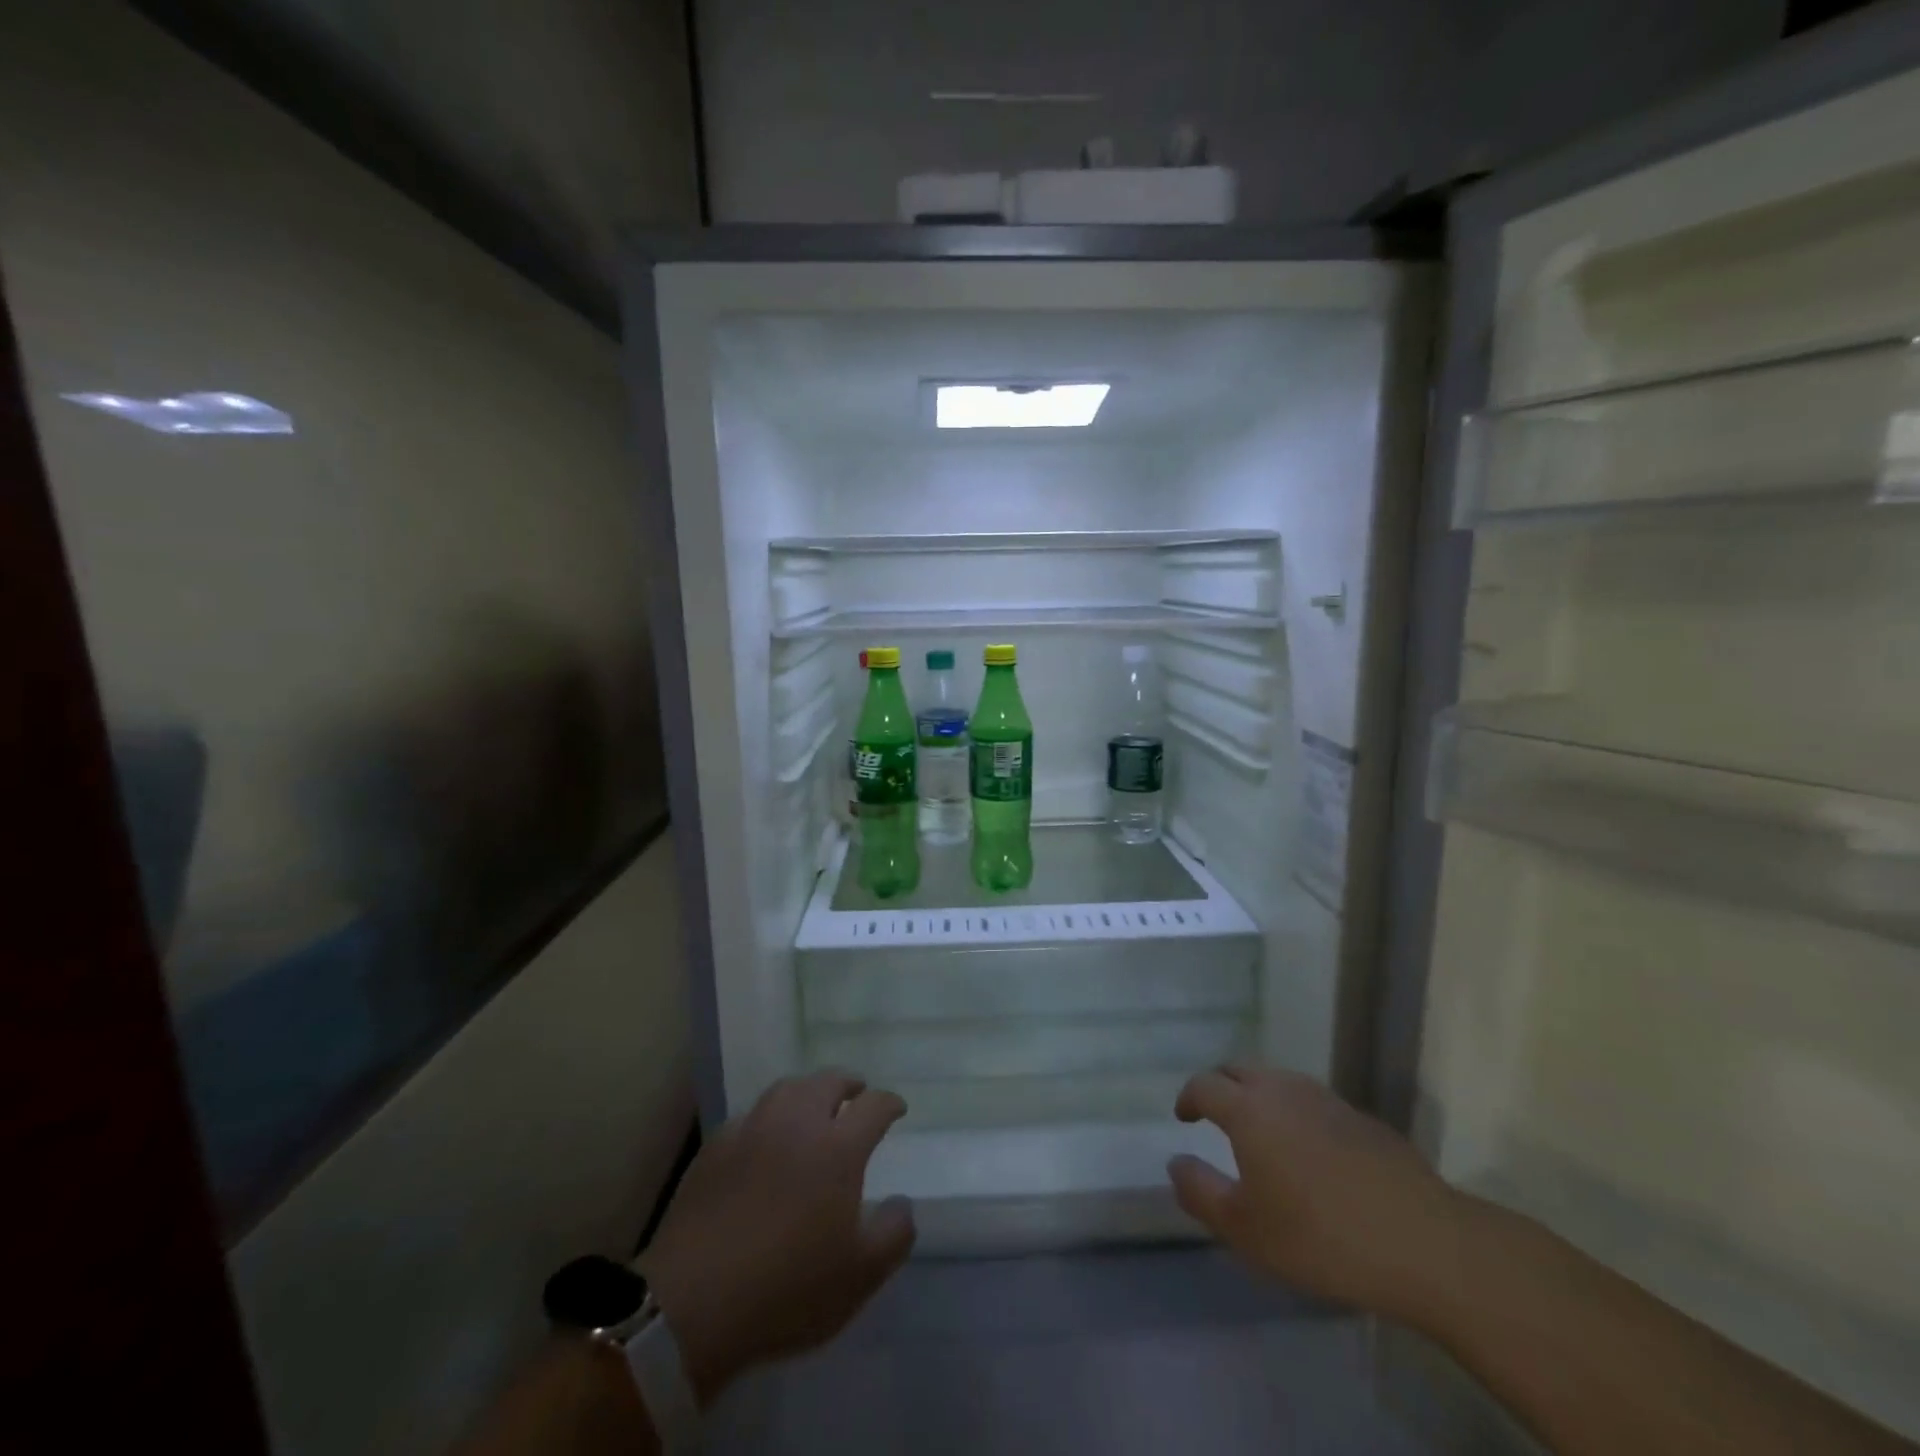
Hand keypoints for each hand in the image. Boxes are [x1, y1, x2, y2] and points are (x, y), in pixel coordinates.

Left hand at [635, 1072, 914, 1405]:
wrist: (693, 1303)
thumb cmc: (787, 1289)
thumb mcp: (860, 1276)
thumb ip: (894, 1233)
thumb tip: (902, 1203)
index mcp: (837, 1148)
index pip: (873, 1106)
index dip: (889, 1103)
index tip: (897, 1108)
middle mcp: (797, 1124)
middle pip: (827, 1082)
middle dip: (848, 1084)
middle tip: (856, 1094)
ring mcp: (752, 1130)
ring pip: (786, 1089)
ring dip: (807, 1091)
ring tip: (813, 1106)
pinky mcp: (715, 1147)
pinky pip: (750, 1116)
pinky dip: (768, 1117)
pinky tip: (764, 1137)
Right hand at [1168, 1063, 1465, 1321]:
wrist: (1425, 1243)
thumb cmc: (1321, 1237)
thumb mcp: (1245, 1229)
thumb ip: (1200, 1192)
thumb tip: (1175, 1163)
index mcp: (1249, 1109)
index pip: (1204, 1084)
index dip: (1188, 1097)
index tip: (1184, 1117)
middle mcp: (1283, 1090)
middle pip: (1239, 1070)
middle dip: (1220, 1085)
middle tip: (1214, 1114)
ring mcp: (1327, 1100)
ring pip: (1278, 1080)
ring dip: (1258, 1095)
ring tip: (1259, 1130)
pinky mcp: (1362, 1119)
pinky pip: (1312, 1102)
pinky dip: (1295, 1112)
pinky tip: (1309, 1151)